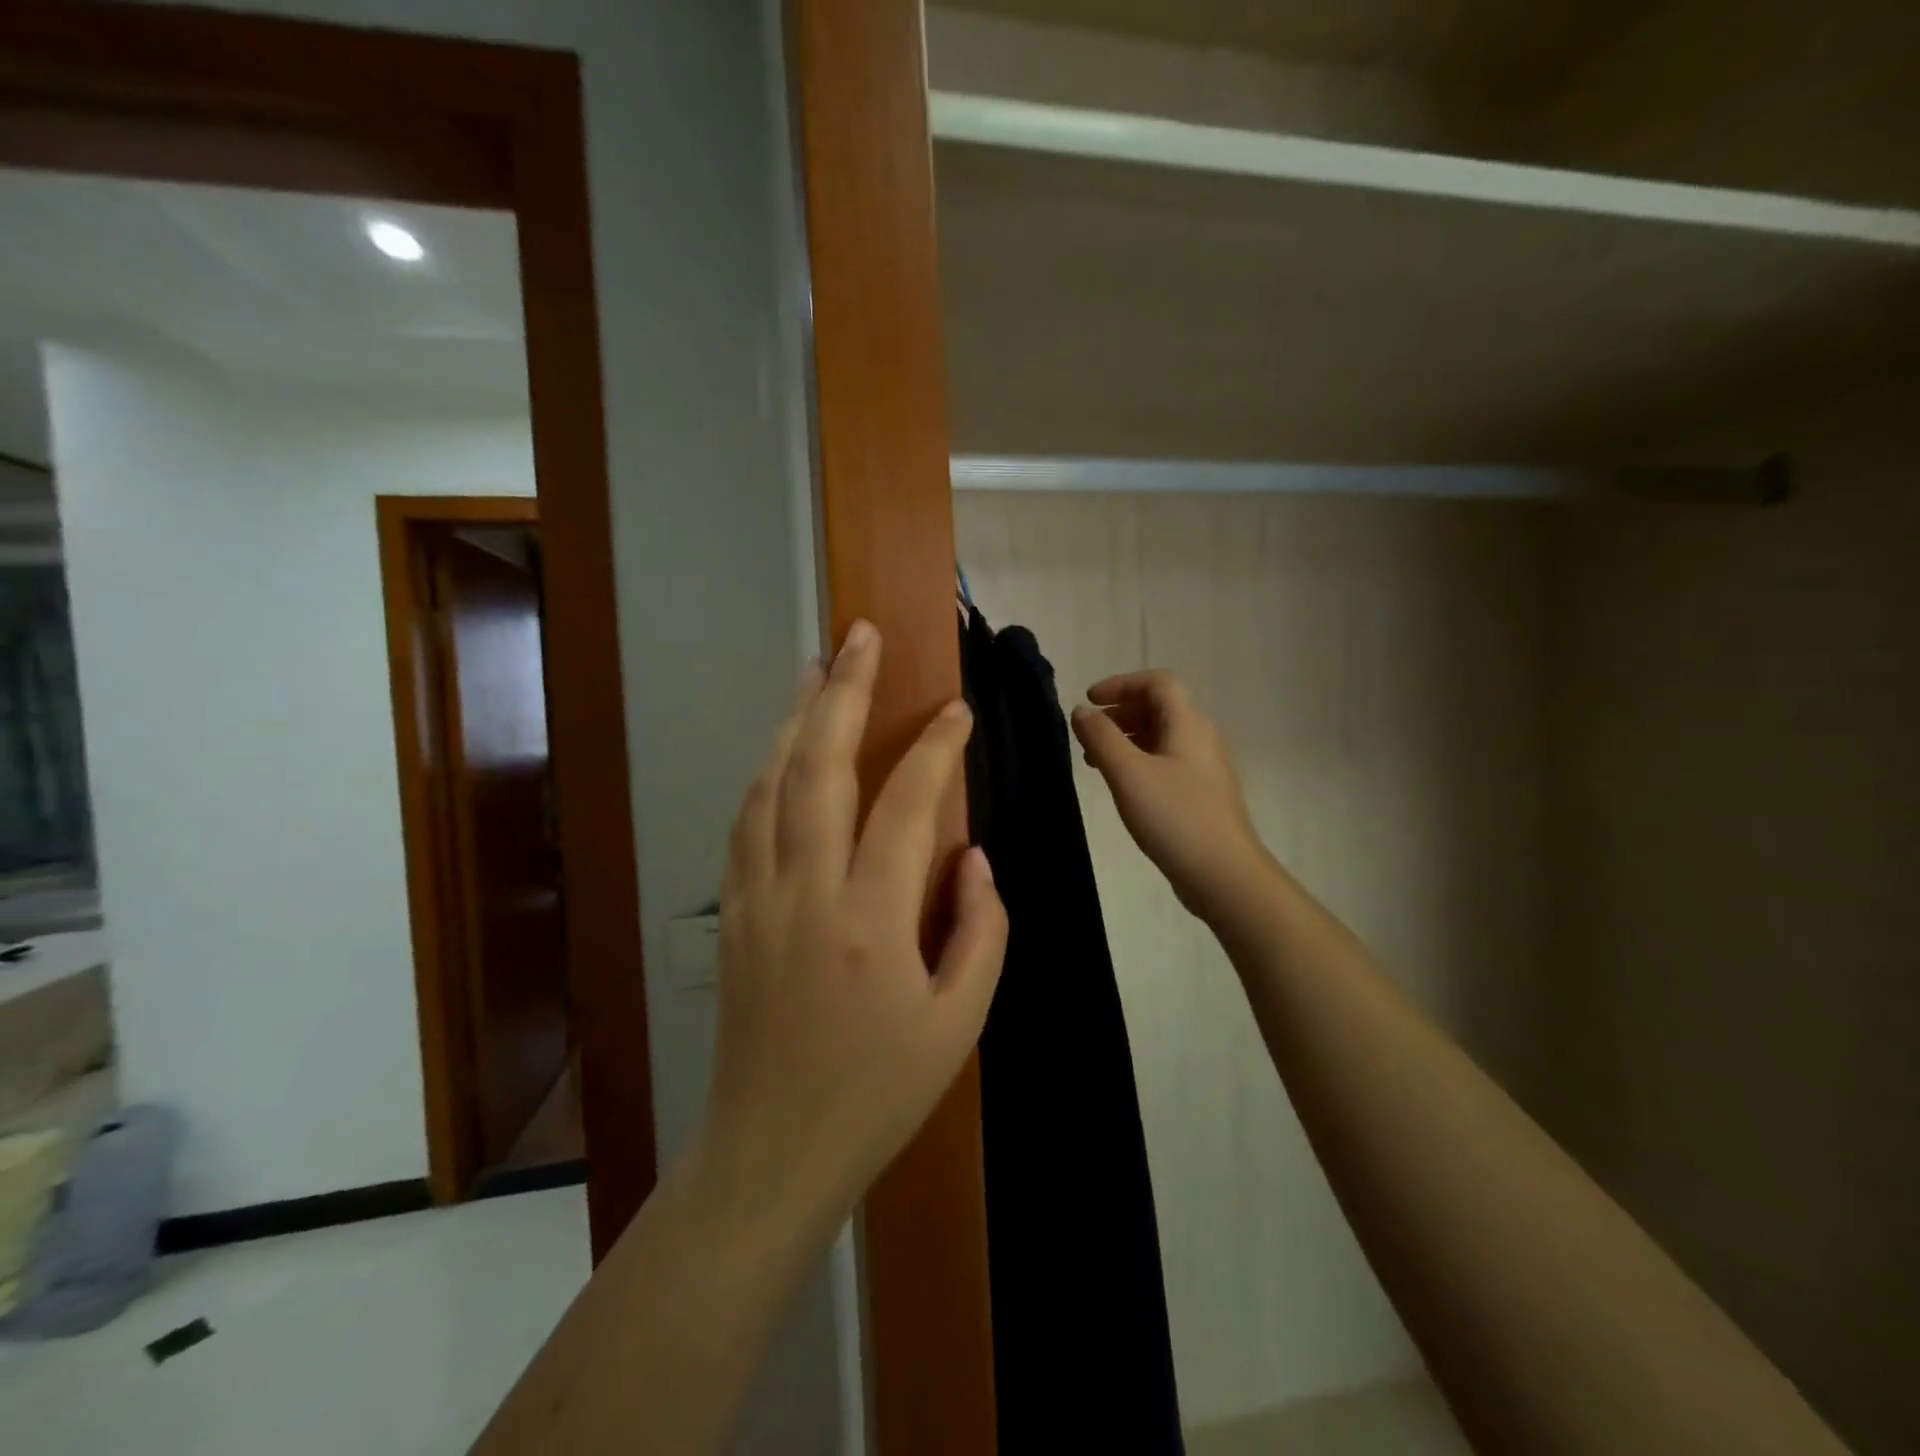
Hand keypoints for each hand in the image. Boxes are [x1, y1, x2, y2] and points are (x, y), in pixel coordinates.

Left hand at [701, 621, 1008, 1236]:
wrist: (771, 1150)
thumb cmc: (877, 1092)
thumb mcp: (958, 1024)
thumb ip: (980, 931)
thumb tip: (973, 857)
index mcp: (870, 921)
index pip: (906, 806)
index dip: (936, 750)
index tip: (957, 710)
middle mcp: (805, 892)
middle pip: (819, 768)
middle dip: (844, 693)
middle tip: (861, 636)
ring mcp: (757, 897)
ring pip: (771, 784)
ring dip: (796, 719)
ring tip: (818, 668)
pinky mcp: (732, 912)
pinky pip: (746, 821)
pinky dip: (767, 771)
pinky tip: (782, 749)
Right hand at [1071, 670, 1269, 923]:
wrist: (1224, 875)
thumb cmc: (1174, 817)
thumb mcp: (1128, 774)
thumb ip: (1101, 738)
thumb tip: (1081, 710)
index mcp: (1188, 724)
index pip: (1157, 683)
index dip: (1120, 684)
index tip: (1089, 701)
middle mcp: (1200, 738)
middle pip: (1159, 707)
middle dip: (1119, 712)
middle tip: (1086, 732)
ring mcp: (1204, 768)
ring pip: (1161, 737)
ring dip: (1126, 738)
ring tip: (1094, 760)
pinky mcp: (1201, 794)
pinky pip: (1166, 761)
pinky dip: (1138, 761)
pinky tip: (1121, 785)